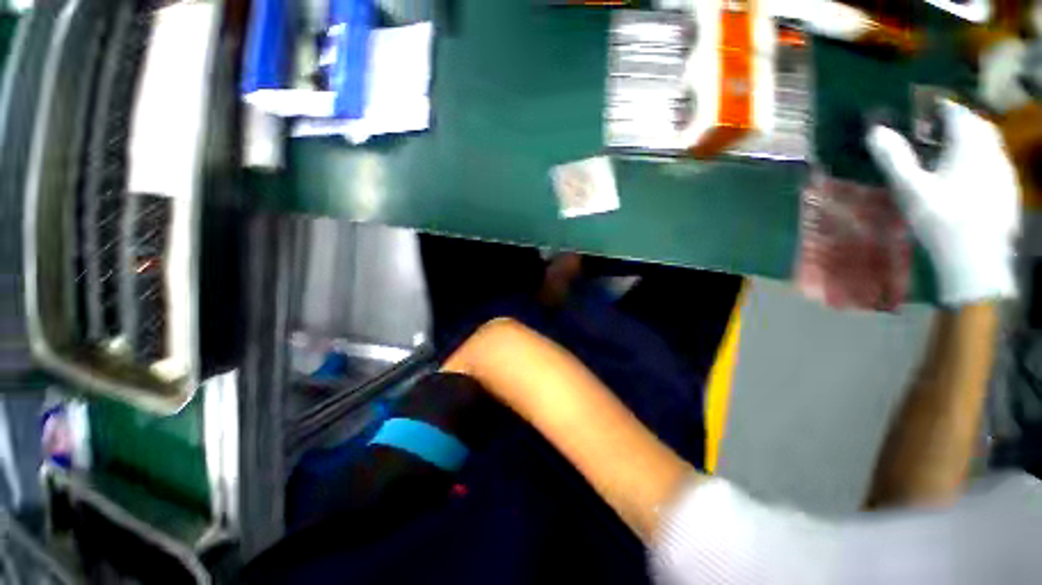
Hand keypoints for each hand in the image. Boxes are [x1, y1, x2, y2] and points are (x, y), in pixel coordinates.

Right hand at [866, 100, 1019, 305]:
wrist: (976, 259)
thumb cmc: (941, 220)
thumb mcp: (911, 189)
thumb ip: (895, 158)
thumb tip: (875, 131)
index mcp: (969, 147)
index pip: (958, 114)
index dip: (942, 108)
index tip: (927, 110)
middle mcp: (992, 152)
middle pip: (979, 126)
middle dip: (960, 123)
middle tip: (940, 131)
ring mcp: (1004, 173)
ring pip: (991, 145)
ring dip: (973, 142)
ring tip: (953, 154)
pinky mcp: (1009, 191)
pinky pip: (996, 165)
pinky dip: (982, 162)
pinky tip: (970, 178)